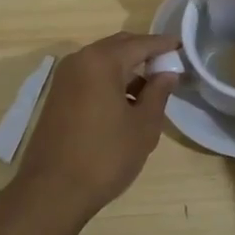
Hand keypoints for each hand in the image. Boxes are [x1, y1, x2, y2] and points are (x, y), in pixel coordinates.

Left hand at [6, 32, 179, 226]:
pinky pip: (90, 76)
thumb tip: (168, 73)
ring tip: (151, 88)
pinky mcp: (57, 95)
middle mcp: (80, 60)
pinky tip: (126, 102)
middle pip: (119, 46)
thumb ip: (158, 93)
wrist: (52, 191)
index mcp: (102, 61)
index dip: (164, 45)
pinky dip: (110, 80)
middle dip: (144, 52)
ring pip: (103, 61)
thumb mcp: (143, 126)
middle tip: (168, 66)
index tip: (183, 47)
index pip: (140, 43)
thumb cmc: (104, 156)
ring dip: (127, 68)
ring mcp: (64, 77)